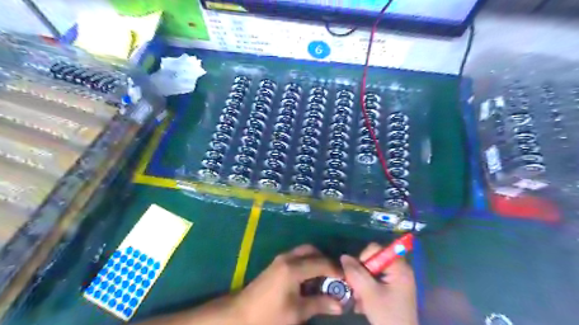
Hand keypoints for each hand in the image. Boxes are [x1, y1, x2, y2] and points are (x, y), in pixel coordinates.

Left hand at [233, 245, 342, 323]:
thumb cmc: (269, 315)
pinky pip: (296, 258)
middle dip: (325, 261)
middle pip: (312, 251)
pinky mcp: (276, 264)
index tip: (347, 280)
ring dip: (316, 261)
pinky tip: (310, 280)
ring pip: (304, 252)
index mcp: (293, 268)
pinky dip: (307, 264)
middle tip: (335, 277)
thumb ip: (319, 304)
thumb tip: (340, 304)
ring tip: (324, 279)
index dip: (336, 270)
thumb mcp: (296, 312)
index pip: (321, 263)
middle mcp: (288, 258)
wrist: (240, 314)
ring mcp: (280, 259)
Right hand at [341, 243, 417, 324]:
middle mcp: (399, 269)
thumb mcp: (368, 293)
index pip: (376, 249)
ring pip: (372, 272)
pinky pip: (375, 281)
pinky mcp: (392, 289)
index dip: (363, 258)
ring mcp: (396, 279)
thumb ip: (355, 273)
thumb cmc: (387, 315)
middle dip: (361, 273)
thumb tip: (344, 256)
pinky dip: (367, 288)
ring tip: (358, 299)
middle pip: (373, 260)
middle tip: (355, 288)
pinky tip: (363, 303)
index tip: (358, 274)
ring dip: (362, 283)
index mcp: (398, 266)